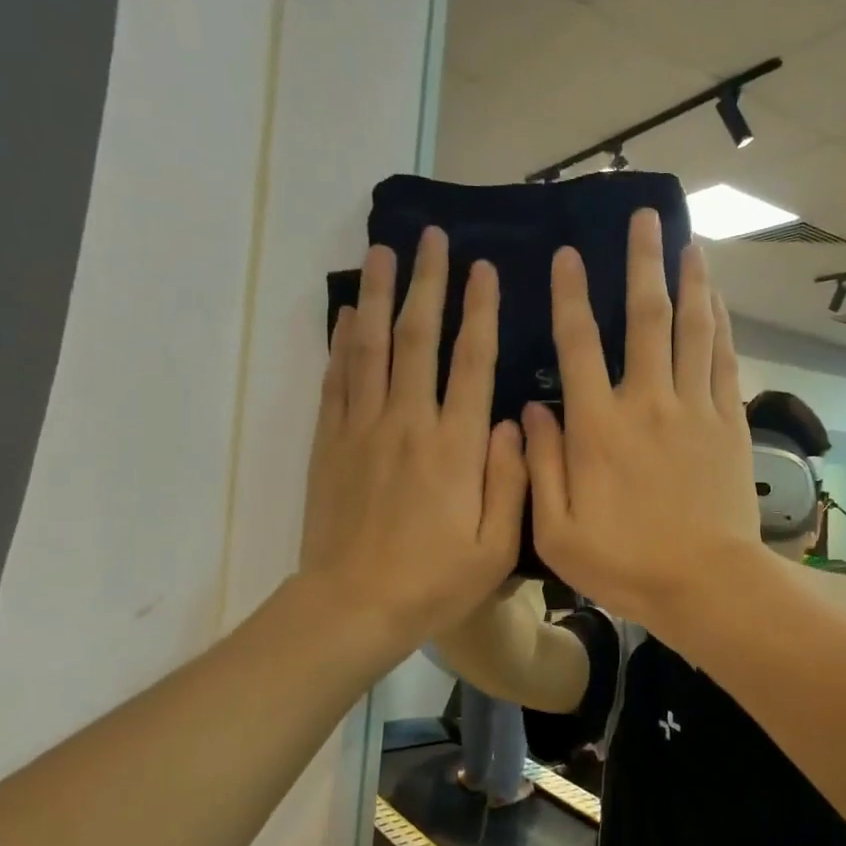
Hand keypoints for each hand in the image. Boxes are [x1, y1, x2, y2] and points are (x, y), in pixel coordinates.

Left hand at [299, 227, 526, 652]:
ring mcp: (362, 429)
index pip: (471, 362)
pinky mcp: (330, 443)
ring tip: (383, 252)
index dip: (479, 312)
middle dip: (427, 284)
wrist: (353, 607)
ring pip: (370, 348)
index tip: (483, 270)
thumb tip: (515, 421)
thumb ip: (512, 479)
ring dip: (378, 296)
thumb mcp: (496, 546)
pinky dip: (341, 343)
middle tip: (431, 239)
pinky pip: (335, 380)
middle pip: (417, 338)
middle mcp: (408, 423)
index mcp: (455, 446)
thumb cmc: (435, 581)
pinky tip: (347, 314)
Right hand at [523, 209, 763, 627]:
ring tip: (690, 241)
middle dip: (643, 263)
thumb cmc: (625, 563)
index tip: (569, 256)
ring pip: (693, 329)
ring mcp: (695, 409)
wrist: (706, 583)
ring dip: (691, 281)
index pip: (578, 345)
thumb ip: (540, 465)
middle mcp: (648, 403)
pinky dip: (721, 325)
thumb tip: (534, 408)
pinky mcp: (729, 423)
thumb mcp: (558, 530)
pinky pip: (724, 361)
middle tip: (645, 217)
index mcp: (598, 428)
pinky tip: (718, 300)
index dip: (571, 296)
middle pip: (646, 318)